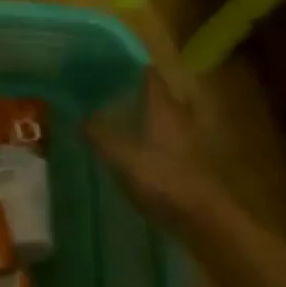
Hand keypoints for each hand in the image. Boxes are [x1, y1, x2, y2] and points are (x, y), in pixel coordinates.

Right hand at [87, 73, 222, 226]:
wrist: (204, 219)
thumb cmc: (162, 178)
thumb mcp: (122, 157)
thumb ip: (100, 134)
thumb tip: (82, 116)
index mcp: (163, 105)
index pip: (149, 74)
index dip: (130, 67)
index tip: (107, 68)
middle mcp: (179, 114)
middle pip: (159, 95)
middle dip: (137, 94)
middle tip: (110, 97)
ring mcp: (191, 138)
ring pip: (166, 118)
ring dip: (148, 118)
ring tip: (122, 125)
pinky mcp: (195, 161)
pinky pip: (172, 140)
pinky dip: (157, 141)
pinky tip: (140, 154)